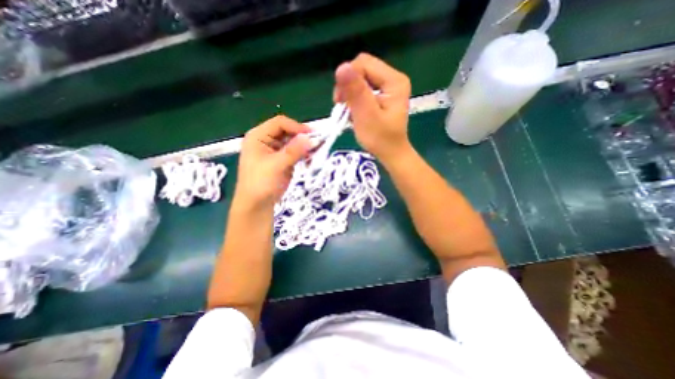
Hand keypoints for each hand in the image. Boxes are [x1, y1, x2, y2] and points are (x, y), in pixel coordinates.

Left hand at [236, 116, 313, 209]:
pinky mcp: (283, 160)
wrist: (257, 205)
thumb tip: (310, 139)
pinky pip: (296, 153)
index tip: (312, 135)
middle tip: (317, 145)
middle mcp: (267, 140)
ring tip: (316, 153)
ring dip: (305, 147)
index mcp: (258, 136)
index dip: (296, 127)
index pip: (280, 123)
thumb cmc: (261, 183)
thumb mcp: (276, 165)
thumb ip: (293, 151)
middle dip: (302, 138)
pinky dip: (304, 155)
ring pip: (294, 143)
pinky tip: (311, 160)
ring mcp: (276, 151)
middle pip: (288, 132)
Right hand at [331, 51, 410, 162]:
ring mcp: (389, 88)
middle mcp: (393, 79)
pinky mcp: (383, 96)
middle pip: (363, 69)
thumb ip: (356, 92)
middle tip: (342, 106)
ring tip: (348, 111)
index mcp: (394, 81)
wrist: (391, 153)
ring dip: (350, 94)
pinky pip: (364, 89)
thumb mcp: (366, 115)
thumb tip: (341, 67)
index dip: (348, 79)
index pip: (364, 64)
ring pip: (361, 79)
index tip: (339, 101)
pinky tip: (354, 111)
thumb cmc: (380, 139)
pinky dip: (355, 99)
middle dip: (348, 86)